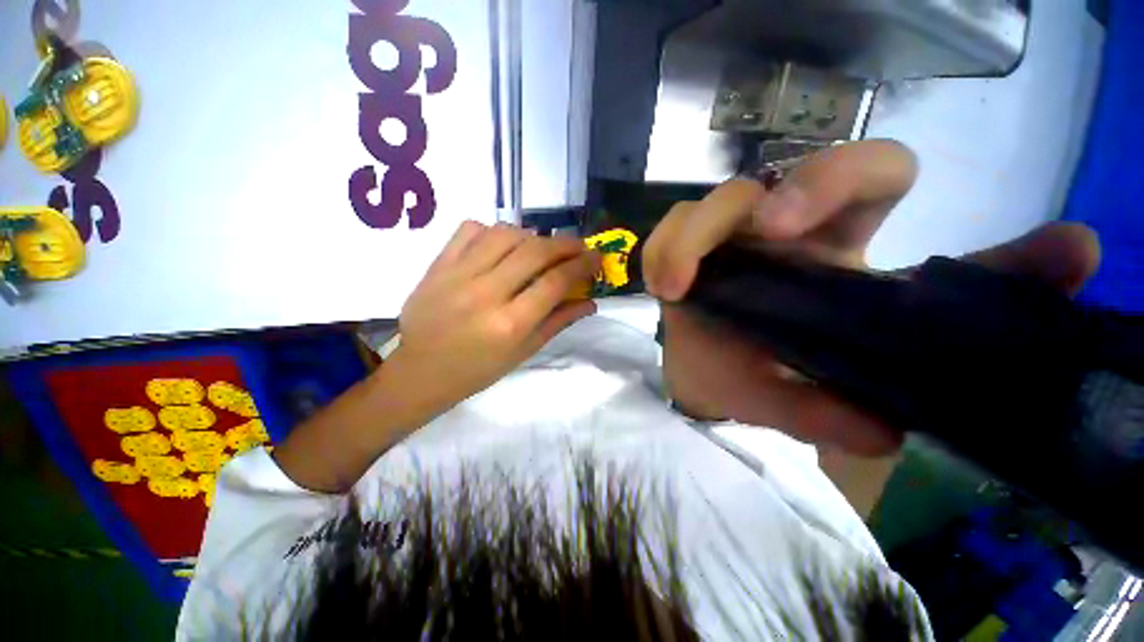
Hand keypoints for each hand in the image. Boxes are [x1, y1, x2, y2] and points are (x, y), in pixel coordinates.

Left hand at [389, 221, 600, 418]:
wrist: (420, 371)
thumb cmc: (478, 370)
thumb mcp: (524, 352)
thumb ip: (558, 322)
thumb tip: (590, 301)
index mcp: (510, 324)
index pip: (556, 281)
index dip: (582, 265)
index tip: (596, 257)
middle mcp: (486, 293)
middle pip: (535, 251)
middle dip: (565, 244)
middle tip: (578, 247)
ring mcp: (458, 274)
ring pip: (505, 233)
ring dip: (532, 235)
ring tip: (541, 247)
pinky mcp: (438, 264)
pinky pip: (470, 229)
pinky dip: (494, 231)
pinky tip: (502, 245)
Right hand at [643, 140, 1100, 455]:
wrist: (701, 374)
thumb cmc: (748, 376)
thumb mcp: (787, 400)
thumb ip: (827, 415)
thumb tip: (882, 436)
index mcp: (832, 250)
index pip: (871, 175)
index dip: (840, 178)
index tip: (782, 231)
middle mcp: (780, 230)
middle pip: (772, 176)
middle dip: (737, 209)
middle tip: (718, 257)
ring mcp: (727, 234)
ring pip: (712, 201)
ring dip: (685, 240)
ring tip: (672, 290)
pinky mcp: (685, 246)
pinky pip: (670, 228)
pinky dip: (660, 251)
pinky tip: (660, 287)